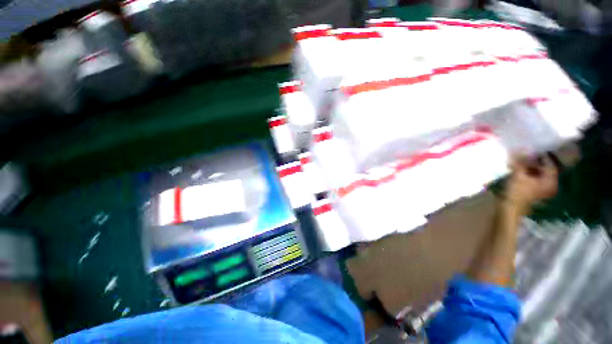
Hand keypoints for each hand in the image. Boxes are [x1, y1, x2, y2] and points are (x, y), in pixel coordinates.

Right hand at [504, 154, 558, 214]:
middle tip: (523, 154)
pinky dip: (525, 173)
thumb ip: (520, 161)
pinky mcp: (531, 191)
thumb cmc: (517, 192)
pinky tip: (516, 170)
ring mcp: (539, 189)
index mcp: (550, 180)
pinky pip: (530, 178)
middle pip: (542, 169)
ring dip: (527, 167)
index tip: (532, 149)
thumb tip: (521, 149)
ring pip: (535, 173)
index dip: (541, 156)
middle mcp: (548, 184)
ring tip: (518, 161)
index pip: (549, 164)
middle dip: (533, 161)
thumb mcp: (519, 174)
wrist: (509, 208)